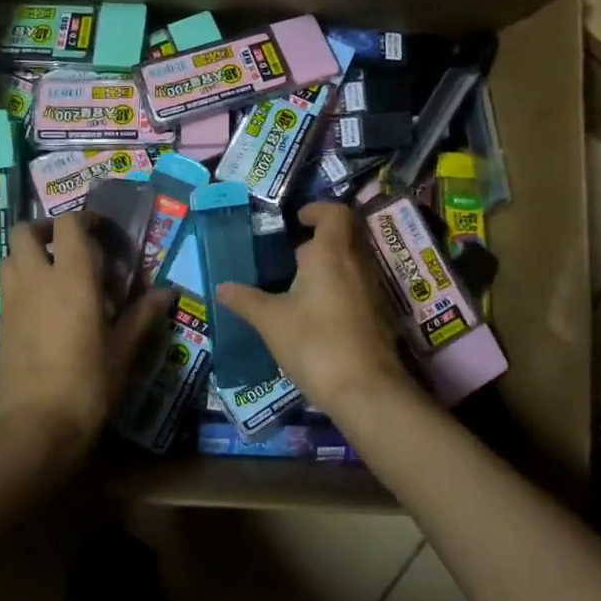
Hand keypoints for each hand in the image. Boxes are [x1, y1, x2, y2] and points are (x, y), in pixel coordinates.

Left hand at [0, 211, 172, 461]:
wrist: (35, 427)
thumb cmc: (88, 383)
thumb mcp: (123, 350)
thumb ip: (143, 315)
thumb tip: (166, 293)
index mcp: (72, 278)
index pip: (69, 224)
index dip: (84, 218)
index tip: (102, 229)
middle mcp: (36, 280)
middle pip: (24, 231)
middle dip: (45, 229)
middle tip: (70, 246)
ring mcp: (13, 302)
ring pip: (9, 257)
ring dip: (29, 254)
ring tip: (55, 273)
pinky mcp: (0, 325)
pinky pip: (8, 288)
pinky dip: (23, 283)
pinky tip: (44, 308)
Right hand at [215, 203, 411, 420]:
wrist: (366, 391)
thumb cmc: (315, 343)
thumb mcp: (271, 321)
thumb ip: (245, 300)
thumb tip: (221, 286)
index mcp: (331, 253)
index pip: (335, 213)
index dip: (317, 209)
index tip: (297, 220)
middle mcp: (358, 264)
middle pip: (345, 236)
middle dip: (319, 241)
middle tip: (292, 257)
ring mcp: (373, 290)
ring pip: (353, 263)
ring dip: (329, 266)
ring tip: (299, 287)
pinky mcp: (379, 316)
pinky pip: (359, 287)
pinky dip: (339, 289)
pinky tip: (318, 314)